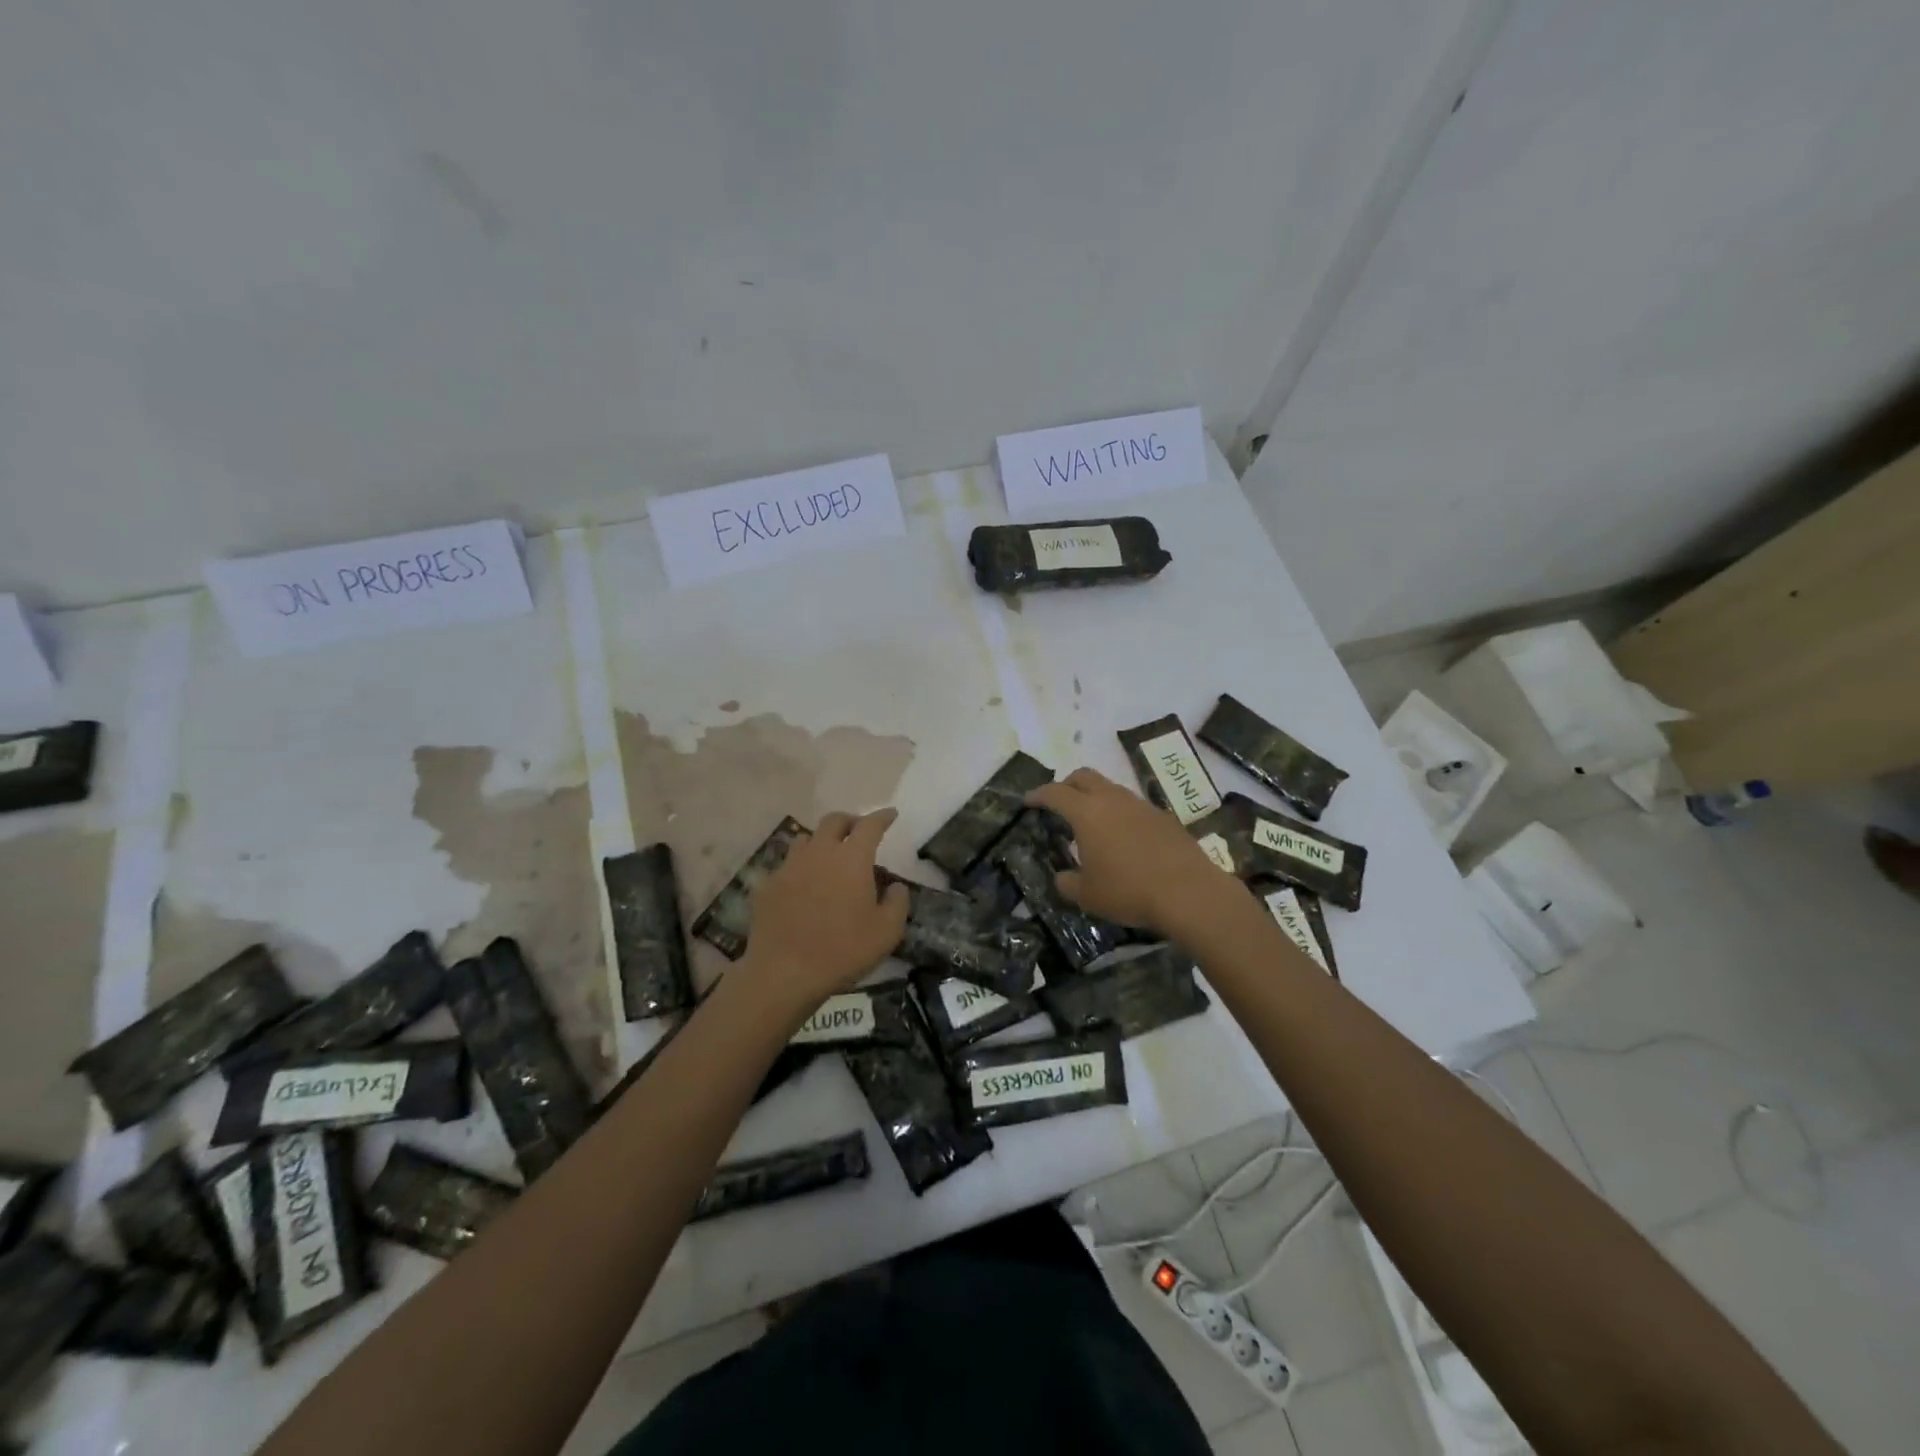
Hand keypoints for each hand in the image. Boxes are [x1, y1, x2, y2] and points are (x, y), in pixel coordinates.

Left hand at [740, 808, 909, 1014]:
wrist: (784, 973)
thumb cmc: (843, 951)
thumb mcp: (887, 932)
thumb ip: (898, 903)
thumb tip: (896, 887)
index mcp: (852, 858)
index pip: (870, 825)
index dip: (882, 817)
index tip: (891, 814)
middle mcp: (819, 852)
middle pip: (834, 821)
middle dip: (850, 821)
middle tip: (858, 831)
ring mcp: (789, 867)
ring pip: (805, 839)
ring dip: (821, 842)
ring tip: (828, 857)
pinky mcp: (768, 885)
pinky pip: (786, 867)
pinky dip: (799, 870)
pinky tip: (801, 887)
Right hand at [1027, 768, 1236, 936]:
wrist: (1188, 892)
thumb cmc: (1128, 891)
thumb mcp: (1087, 895)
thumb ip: (1067, 882)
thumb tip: (1063, 877)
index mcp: (1087, 812)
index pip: (1055, 792)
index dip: (1038, 794)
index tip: (1028, 801)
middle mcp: (1113, 800)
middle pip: (1084, 776)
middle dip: (1067, 784)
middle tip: (1059, 802)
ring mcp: (1141, 805)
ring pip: (1111, 788)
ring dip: (1096, 798)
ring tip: (1092, 823)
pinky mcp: (1163, 817)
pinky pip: (1133, 806)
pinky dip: (1120, 813)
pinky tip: (1123, 838)